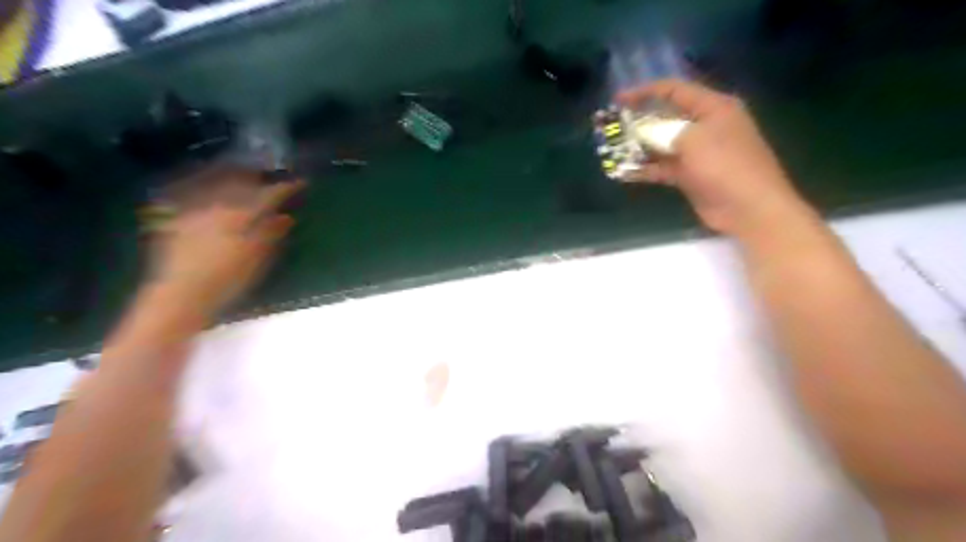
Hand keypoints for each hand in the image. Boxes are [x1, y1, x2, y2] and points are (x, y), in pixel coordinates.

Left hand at [150, 167, 303, 314]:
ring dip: (233, 175)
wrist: (181, 294)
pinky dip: (205, 185)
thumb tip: (286, 216)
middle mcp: (218, 204)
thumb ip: (273, 234)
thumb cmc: (228, 279)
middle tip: (269, 174)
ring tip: (242, 174)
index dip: (286, 187)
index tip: (300, 181)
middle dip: (257, 175)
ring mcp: (194, 208)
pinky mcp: (176, 216)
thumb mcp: (258, 258)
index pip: (270, 194)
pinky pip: (192, 191)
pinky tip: (209, 189)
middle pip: (240, 180)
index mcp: (242, 214)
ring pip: (216, 182)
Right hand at [618, 78, 807, 233]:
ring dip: (639, 147)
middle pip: (666, 117)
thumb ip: (663, 131)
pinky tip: (624, 172)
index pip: (674, 90)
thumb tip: (642, 132)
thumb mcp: (692, 139)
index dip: (645, 92)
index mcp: (712, 107)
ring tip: (613, 149)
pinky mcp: (690, 174)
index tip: (618, 100)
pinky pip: (663, 167)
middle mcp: (705, 125)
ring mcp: (697, 152)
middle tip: (613, 126)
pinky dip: (646, 169)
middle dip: (638, 121)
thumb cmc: (725, 165)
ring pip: (662, 144)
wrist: (748, 207)